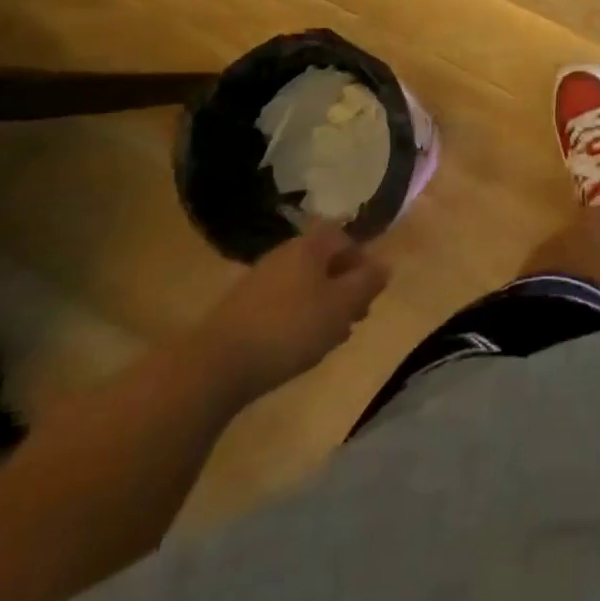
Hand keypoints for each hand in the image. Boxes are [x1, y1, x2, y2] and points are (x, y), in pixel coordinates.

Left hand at [194, 225, 389, 402]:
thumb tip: (384, 265)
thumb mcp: (341, 306)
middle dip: (343, 285)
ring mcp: (259, 280)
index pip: (343, 235)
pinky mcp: (240, 308)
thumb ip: (367, 283)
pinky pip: (281, 303)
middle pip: (323, 260)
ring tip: (330, 337)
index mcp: (309, 245)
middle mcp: (284, 253)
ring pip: (303, 284)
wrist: (215, 365)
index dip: (360, 258)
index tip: (368, 290)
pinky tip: (298, 346)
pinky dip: (297, 318)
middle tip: (354, 317)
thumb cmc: (290, 328)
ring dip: (321, 304)